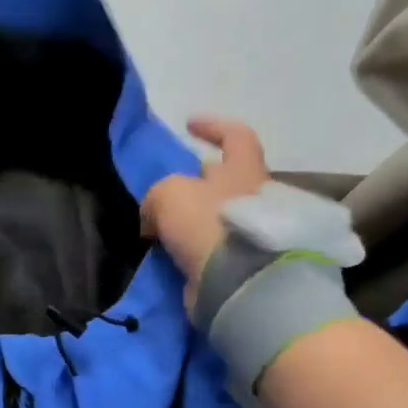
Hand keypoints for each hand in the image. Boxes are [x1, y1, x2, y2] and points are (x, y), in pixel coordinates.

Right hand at [142, 116, 269, 301]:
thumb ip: (157, 196)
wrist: (236, 282)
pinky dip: (192, 247)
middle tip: (169, 187)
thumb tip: (153, 219)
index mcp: (244, 170)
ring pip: (216, 215)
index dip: (213, 126)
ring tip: (162, 225)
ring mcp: (249, 232)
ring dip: (192, 218)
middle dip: (199, 180)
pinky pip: (211, 247)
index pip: (236, 135)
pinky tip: (169, 251)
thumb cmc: (207, 222)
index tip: (189, 125)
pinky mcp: (239, 263)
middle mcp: (254, 197)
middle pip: (226, 178)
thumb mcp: (169, 193)